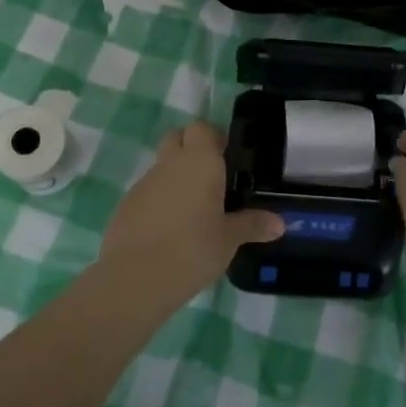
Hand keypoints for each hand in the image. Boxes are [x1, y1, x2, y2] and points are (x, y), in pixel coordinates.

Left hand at [98, 121, 283, 304]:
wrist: (134, 278)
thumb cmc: (192, 250)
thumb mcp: (229, 240)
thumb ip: (253, 225)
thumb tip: (279, 223)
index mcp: (200, 162)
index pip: (203, 128)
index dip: (214, 138)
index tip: (228, 158)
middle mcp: (170, 163)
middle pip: (178, 138)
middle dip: (192, 149)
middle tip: (212, 178)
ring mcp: (144, 183)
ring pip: (162, 166)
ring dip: (176, 178)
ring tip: (193, 211)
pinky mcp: (126, 204)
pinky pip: (148, 192)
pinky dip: (160, 201)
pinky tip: (170, 230)